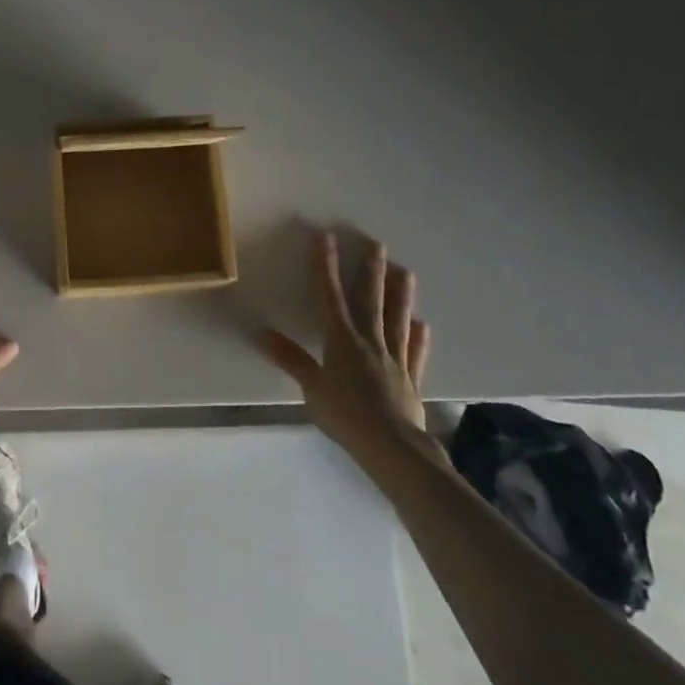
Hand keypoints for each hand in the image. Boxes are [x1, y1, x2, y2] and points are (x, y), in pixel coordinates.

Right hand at [260, 231, 436, 469]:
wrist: (391, 446)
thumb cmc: (345, 415)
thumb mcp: (311, 387)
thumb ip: (291, 359)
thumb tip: (262, 333)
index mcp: (342, 340)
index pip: (330, 295)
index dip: (326, 266)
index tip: (326, 238)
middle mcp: (370, 341)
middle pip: (370, 300)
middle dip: (372, 270)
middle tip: (378, 244)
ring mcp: (394, 358)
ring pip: (397, 319)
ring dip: (400, 294)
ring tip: (405, 270)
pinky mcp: (411, 378)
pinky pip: (415, 352)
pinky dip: (418, 337)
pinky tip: (422, 324)